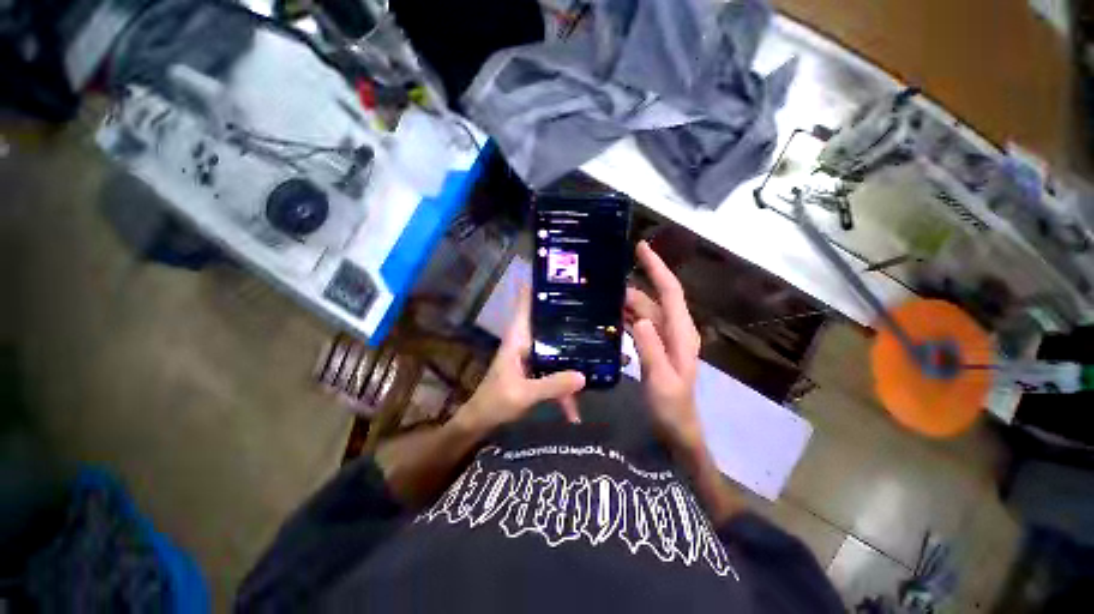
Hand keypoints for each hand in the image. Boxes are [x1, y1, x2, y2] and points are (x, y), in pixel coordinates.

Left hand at [456, 285, 585, 433]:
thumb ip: (552, 385)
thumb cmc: (495, 401)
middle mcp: (526, 341)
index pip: (526, 303)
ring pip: (556, 347)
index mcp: (518, 337)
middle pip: (548, 321)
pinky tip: (575, 410)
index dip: (538, 286)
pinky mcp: (537, 371)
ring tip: (602, 354)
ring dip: (573, 354)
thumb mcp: (523, 394)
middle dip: (569, 316)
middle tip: (596, 308)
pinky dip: (564, 387)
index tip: (559, 274)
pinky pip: (556, 371)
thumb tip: (584, 376)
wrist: (481, 422)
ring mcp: (533, 356)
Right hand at [625, 241, 703, 450]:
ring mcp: (664, 338)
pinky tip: (610, 316)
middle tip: (604, 280)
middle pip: (653, 298)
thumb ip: (651, 350)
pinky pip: (639, 324)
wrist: (677, 431)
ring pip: (644, 310)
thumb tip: (639, 319)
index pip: (670, 291)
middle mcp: (674, 330)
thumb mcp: (662, 381)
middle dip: (633, 286)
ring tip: (602, 296)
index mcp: (681, 333)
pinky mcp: (654, 347)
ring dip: (627, 301)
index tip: (641, 247)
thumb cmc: (673, 409)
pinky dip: (626, 316)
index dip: (657, 268)